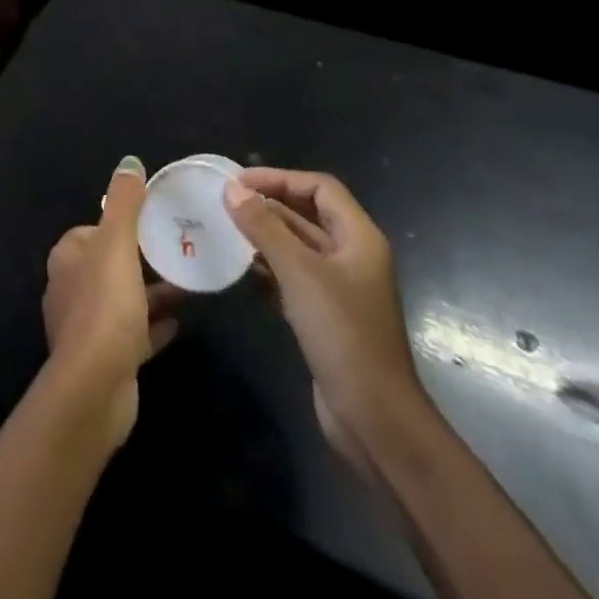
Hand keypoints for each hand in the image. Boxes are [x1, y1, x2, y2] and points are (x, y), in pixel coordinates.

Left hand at [41, 156, 182, 447]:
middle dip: (140, 259)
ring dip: (150, 293)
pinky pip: (132, 333)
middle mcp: (70, 288)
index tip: (152, 223)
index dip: (120, 225)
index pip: (93, 230)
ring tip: (188, 285)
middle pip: (109, 265)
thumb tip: (129, 162)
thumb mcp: (117, 243)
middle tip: (177, 252)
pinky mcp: (103, 359)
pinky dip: (152, 326)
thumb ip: (124, 202)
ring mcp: (85, 328)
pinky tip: (179, 323)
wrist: (95, 387)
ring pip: (122, 299)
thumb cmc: (105, 305)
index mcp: (68, 258)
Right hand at [224, 168, 424, 466]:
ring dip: (264, 238)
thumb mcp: (299, 273)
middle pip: (308, 215)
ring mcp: (340, 289)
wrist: (374, 419)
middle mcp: (352, 257)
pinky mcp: (326, 317)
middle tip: (224, 203)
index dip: (280, 178)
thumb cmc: (342, 334)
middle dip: (268, 206)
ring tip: (225, 232)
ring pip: (297, 247)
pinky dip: (269, 270)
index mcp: (359, 238)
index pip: (319, 188)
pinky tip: (242, 273)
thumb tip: (231, 189)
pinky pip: (294, 278)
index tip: (238, 182)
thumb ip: (264, 227)